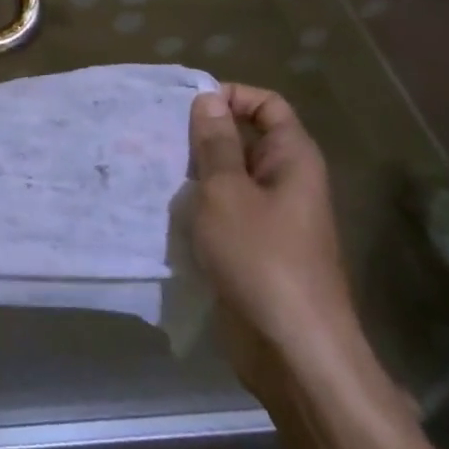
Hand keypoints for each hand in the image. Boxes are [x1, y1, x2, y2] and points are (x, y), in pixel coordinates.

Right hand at [187, 83, 360, 395]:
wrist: (293, 351)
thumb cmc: (261, 258)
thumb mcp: (227, 192)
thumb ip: (215, 143)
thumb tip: (208, 98)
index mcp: (293, 159)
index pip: (267, 105)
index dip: (231, 96)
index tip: (188, 106)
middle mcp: (287, 182)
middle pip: (246, 139)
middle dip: (204, 135)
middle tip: (159, 136)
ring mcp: (272, 218)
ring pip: (231, 177)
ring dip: (196, 172)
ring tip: (155, 168)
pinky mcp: (254, 249)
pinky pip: (225, 211)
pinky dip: (199, 206)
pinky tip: (166, 209)